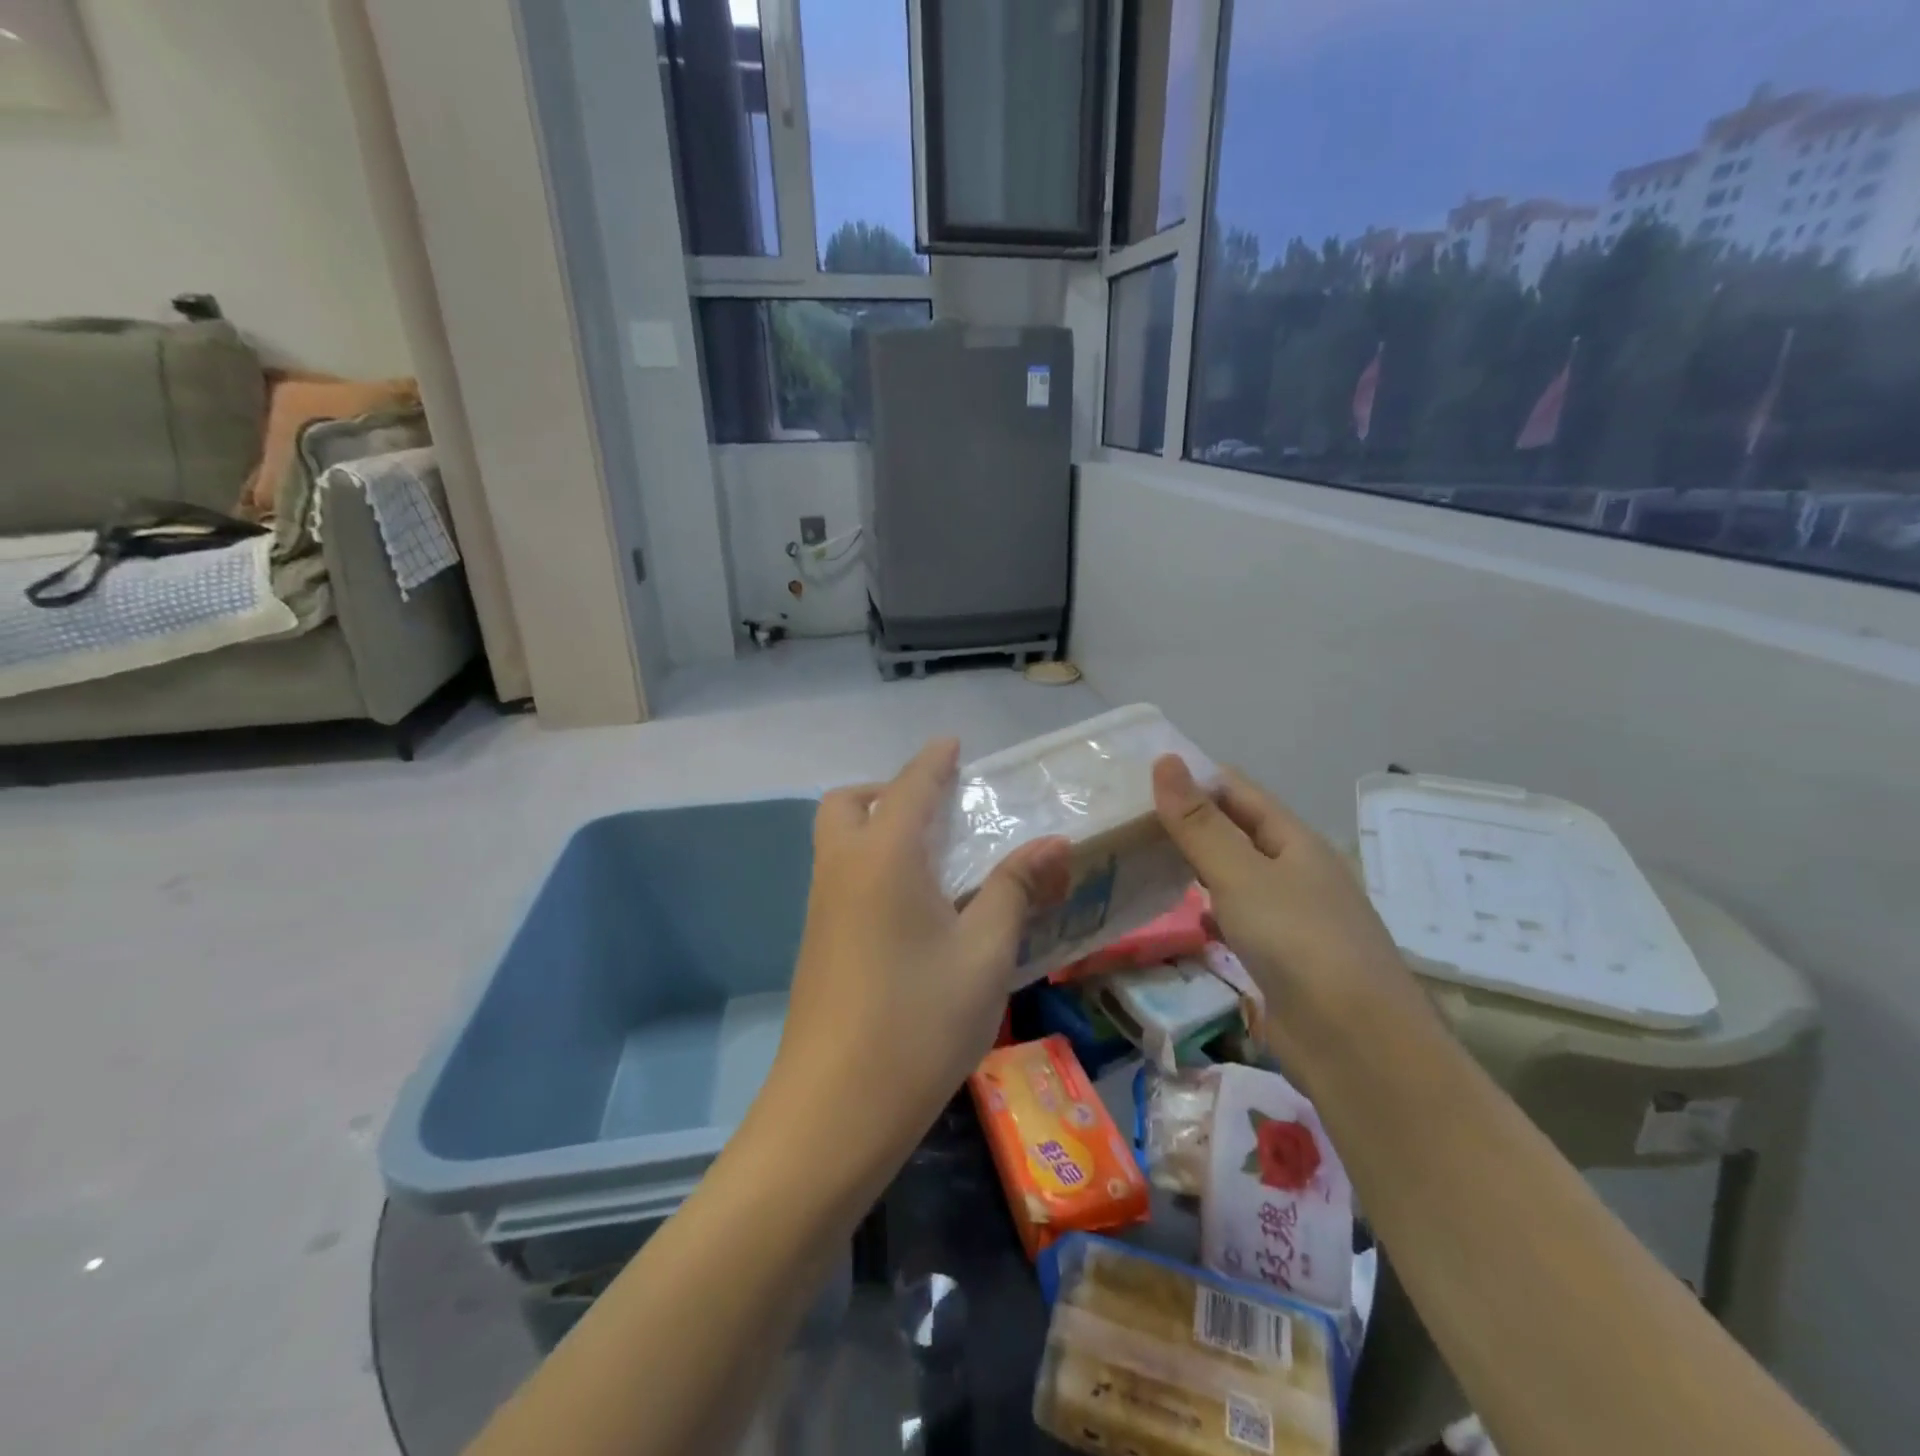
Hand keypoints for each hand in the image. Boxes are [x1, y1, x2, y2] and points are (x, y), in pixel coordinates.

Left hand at [769, 738, 1072, 1156]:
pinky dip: (871, 863)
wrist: (834, 1111)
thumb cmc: (919, 1022)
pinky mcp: (817, 942)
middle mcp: (842, 868)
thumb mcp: (984, 953)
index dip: (934, 760)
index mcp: (884, 856)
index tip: (953, 743)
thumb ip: (1016, 888)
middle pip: (851, 803)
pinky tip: (913, 906)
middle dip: (890, 790)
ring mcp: (822, 907)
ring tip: (934, 855)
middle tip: (938, 809)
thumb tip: (1054, 842)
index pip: (911, 786)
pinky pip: (841, 875)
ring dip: (877, 826)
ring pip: (840, 840)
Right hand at [1151, 755, 1427, 1068]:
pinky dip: (1208, 908)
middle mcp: (1295, 871)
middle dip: (1187, 820)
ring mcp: (1290, 916)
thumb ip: (1199, 823)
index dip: (1192, 777)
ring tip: (1140, 856)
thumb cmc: (1298, 942)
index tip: (1137, 776)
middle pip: (1235, 830)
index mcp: (1294, 840)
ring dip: (1195, 863)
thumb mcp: (1241, 874)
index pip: (1237, 790)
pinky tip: (1182, 914)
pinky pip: (1237, 917)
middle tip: (1125, 816)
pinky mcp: (1280, 958)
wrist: (1356, 1045)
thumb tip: (1164, 760)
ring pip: (1234, 875)